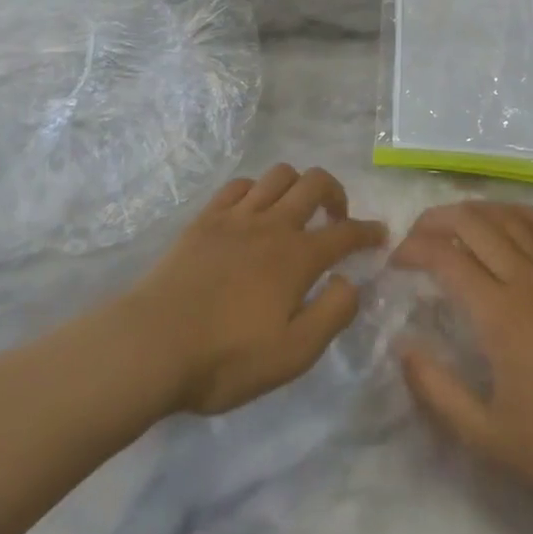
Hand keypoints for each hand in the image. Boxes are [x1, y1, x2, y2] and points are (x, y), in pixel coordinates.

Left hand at [127, 165, 386, 414]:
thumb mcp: (292, 355)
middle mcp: (273, 224)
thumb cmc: (226, 358)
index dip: (367, 231)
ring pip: (278, 175)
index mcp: (297, 256)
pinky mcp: (206, 218)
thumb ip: (332, 314)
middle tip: (336, 217)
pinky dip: (256, 189)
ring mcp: (237, 216)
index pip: (345, 232)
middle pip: (314, 183)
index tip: (380, 234)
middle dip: (335, 193)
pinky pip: (239, 184)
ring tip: (296, 210)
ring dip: (297, 185)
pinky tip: (254, 209)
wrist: (152, 344)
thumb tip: (350, 281)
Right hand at [393, 202, 532, 514]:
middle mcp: (526, 277)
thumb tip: (403, 347)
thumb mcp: (487, 436)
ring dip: (473, 211)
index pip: (445, 256)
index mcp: (499, 313)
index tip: (395, 263)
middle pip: (472, 222)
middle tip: (415, 239)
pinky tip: (504, 221)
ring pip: (508, 215)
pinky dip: (517, 212)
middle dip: (435, 220)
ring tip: (451, 226)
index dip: (413, 250)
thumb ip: (436, 390)